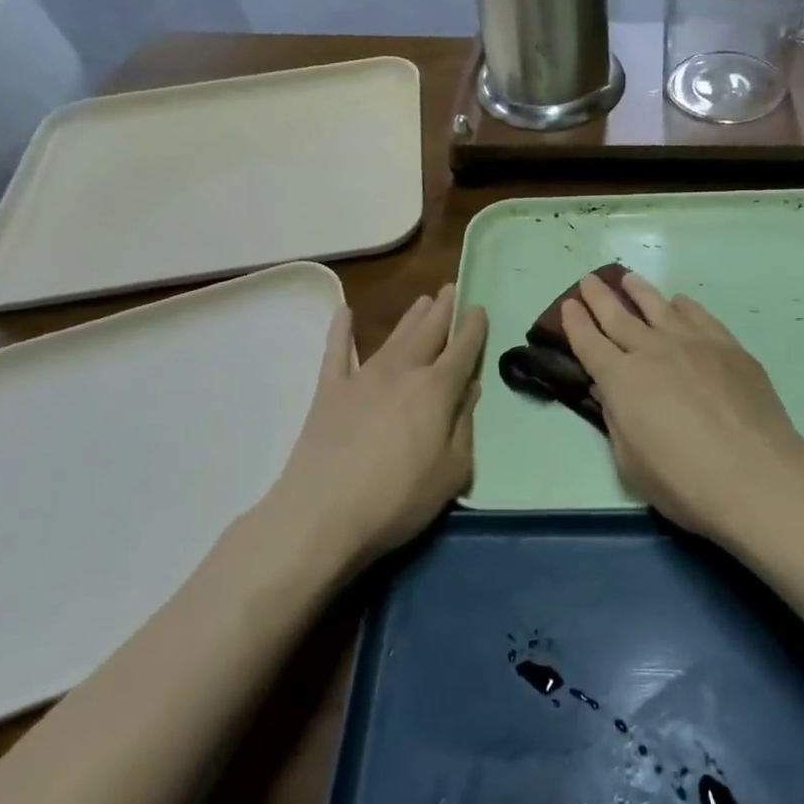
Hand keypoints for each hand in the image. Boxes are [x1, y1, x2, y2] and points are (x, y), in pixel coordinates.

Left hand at [269, 285, 486, 565]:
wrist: (323, 513)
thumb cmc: (398, 498)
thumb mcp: (452, 471)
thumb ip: (464, 426)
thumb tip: (470, 389)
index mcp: (437, 390)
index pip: (462, 350)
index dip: (474, 328)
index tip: (480, 308)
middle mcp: (403, 372)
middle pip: (429, 332)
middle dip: (444, 310)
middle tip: (452, 289)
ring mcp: (363, 377)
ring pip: (394, 336)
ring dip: (411, 316)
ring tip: (424, 299)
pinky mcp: (329, 391)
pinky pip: (336, 351)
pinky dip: (339, 330)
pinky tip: (343, 311)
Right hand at [561, 271, 803, 545]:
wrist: (758, 478)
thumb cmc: (685, 483)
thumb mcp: (631, 463)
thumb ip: (617, 420)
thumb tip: (609, 390)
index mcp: (622, 380)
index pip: (589, 343)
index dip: (575, 323)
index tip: (568, 305)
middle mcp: (654, 351)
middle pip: (619, 316)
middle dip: (599, 297)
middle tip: (588, 280)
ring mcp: (694, 344)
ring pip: (659, 307)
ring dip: (639, 291)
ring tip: (628, 279)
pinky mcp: (729, 348)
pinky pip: (700, 316)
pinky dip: (684, 306)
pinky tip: (680, 302)